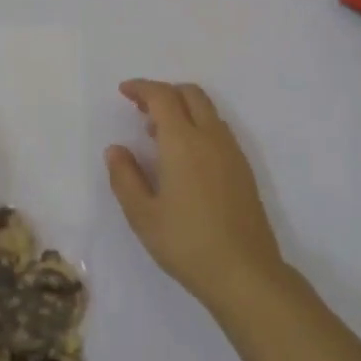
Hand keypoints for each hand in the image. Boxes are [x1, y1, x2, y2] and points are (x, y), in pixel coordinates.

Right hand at [104, 79, 286, 311]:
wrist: (245, 272)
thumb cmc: (186, 243)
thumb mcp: (142, 215)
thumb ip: (125, 177)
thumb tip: (116, 149)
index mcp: (183, 142)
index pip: (162, 97)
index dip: (141, 88)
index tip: (124, 91)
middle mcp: (211, 137)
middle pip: (190, 94)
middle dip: (164, 92)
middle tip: (140, 108)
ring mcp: (232, 152)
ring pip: (207, 111)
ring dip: (182, 108)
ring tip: (157, 134)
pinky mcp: (243, 169)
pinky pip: (218, 130)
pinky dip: (197, 125)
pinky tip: (183, 156)